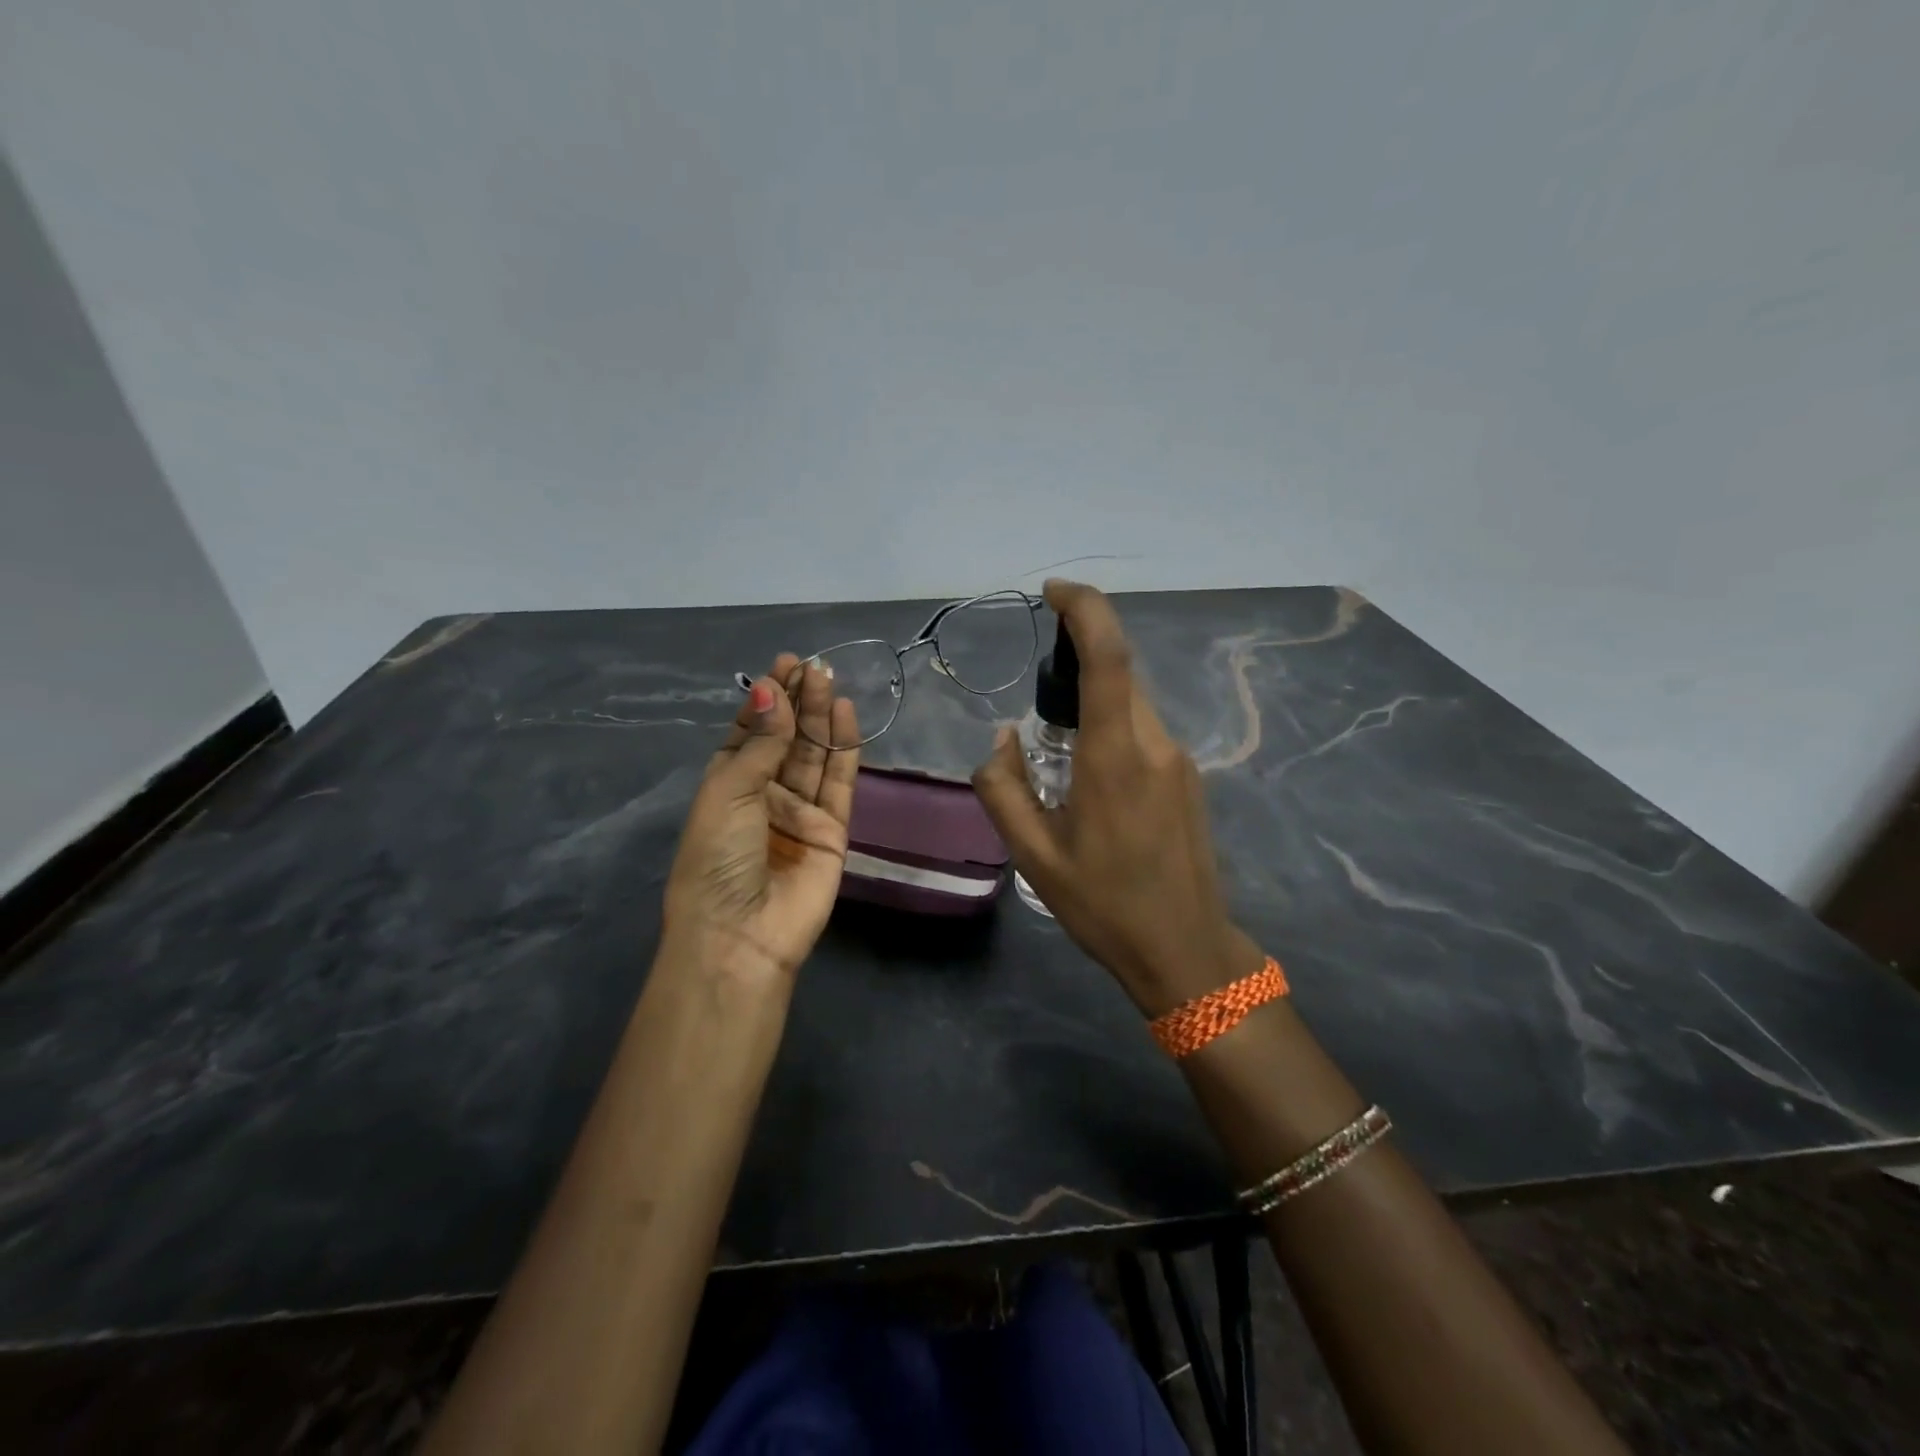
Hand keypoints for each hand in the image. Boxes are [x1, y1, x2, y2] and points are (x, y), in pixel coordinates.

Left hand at [663, 656, 860, 979]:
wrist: (742, 934)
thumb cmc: (717, 859)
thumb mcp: (729, 792)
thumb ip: (761, 743)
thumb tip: (772, 691)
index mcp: (728, 785)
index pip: (751, 732)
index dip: (767, 700)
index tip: (783, 665)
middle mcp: (765, 794)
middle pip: (786, 739)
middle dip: (798, 701)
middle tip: (812, 665)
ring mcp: (800, 811)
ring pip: (814, 754)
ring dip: (820, 717)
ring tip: (828, 677)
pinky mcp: (832, 829)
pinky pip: (840, 781)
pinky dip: (844, 748)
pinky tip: (845, 714)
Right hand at [973, 581, 1261, 1014]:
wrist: (1186, 950)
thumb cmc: (1105, 905)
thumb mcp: (1035, 856)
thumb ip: (1004, 789)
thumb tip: (1002, 739)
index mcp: (1114, 758)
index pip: (1108, 657)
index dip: (1085, 609)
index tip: (1054, 591)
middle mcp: (1154, 744)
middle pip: (1118, 675)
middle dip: (1077, 663)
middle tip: (1038, 705)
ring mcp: (1179, 759)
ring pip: (1131, 703)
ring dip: (1093, 702)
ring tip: (1060, 754)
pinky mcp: (1188, 776)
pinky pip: (1143, 730)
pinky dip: (1111, 727)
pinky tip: (1092, 780)